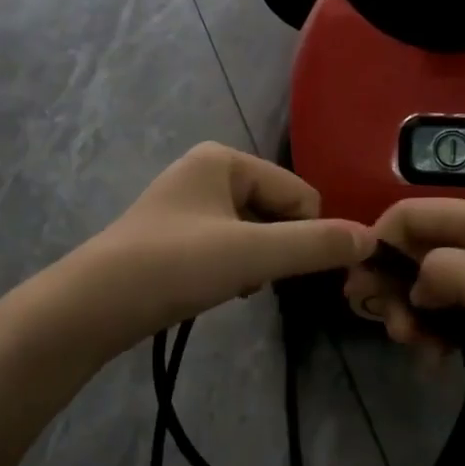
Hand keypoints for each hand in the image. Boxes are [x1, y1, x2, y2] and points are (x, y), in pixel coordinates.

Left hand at [69, 143, 372, 347]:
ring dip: (256, 262)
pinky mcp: (176, 236)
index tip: (285, 270)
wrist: (93, 306)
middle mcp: (206, 171)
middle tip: (251, 279)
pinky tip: (216, 290)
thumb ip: (315, 245)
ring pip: (254, 232)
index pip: (299, 193)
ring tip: (231, 286)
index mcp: (224, 159)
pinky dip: (232, 269)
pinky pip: (228, 246)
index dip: (305, 234)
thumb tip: (372, 238)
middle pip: (277, 211)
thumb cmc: (174, 266)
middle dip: (276, 249)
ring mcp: (188, 203)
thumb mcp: (252, 254)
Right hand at [344, 199, 464, 428]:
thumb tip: (416, 282)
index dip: (378, 243)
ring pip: (431, 282)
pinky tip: (437, 361)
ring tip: (418, 352)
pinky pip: (453, 309)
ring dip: (414, 315)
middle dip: (395, 286)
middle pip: (418, 247)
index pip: (411, 213)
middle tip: (393, 331)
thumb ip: (444, 268)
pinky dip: (437, 331)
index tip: (360, 290)